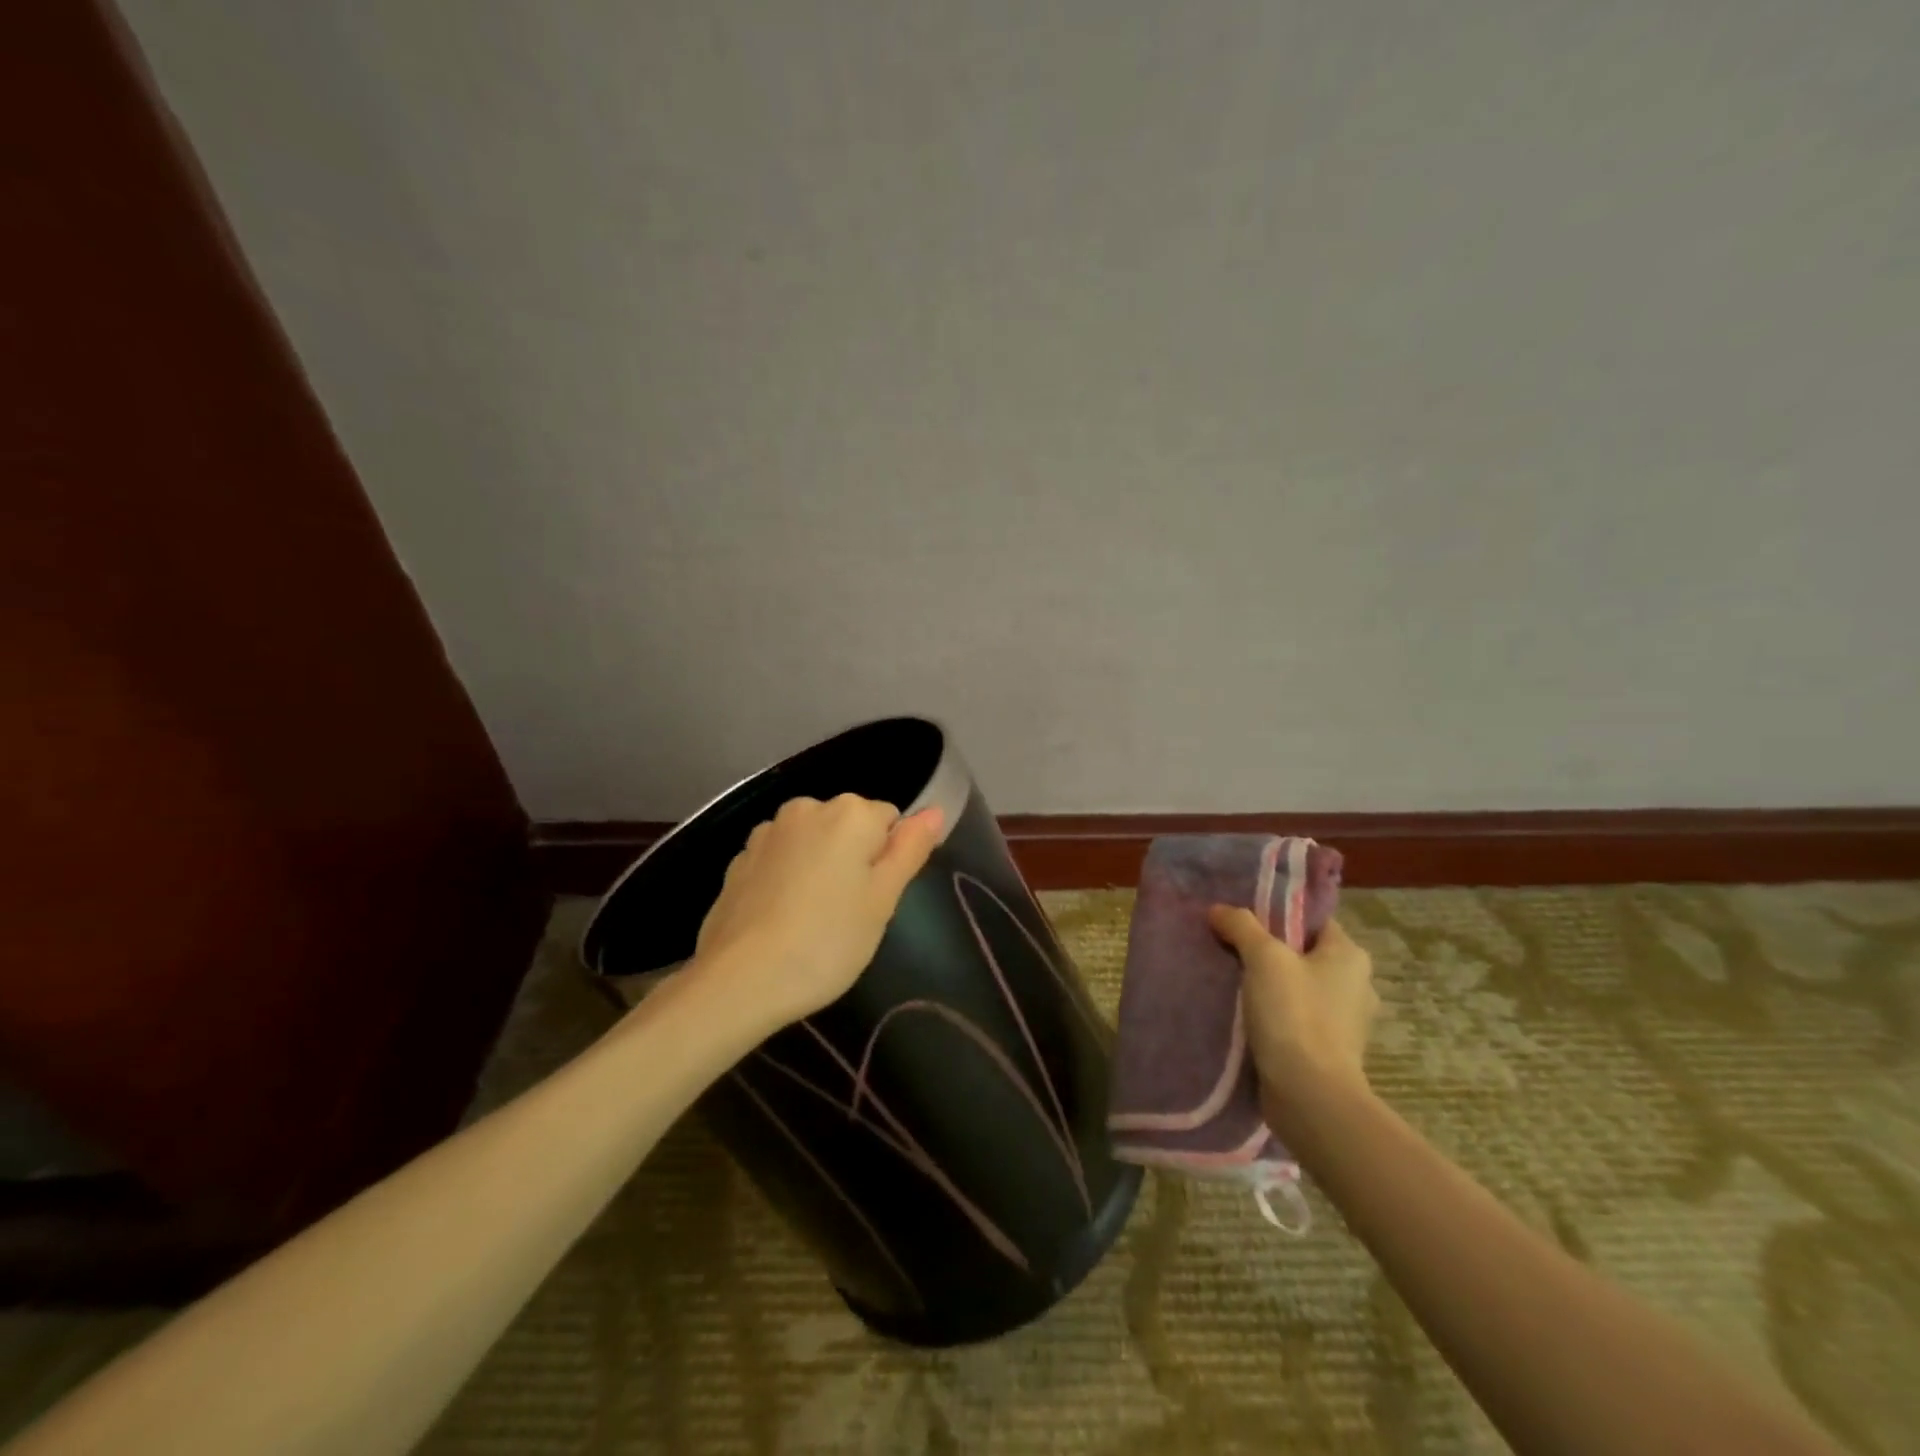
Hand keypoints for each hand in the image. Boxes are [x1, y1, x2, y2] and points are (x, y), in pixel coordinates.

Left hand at [691, 794, 944, 1030]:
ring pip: (813, 843)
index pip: (890, 821)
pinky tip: (781, 920)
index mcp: (850, 813)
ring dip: (820, 867)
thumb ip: (910, 849)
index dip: (888, 861)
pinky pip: (781, 860)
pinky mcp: (740, 859)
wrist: (738, 980)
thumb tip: (935, 811)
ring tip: (813, 920)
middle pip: (849, 827)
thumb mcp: (883, 900)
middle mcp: (807, 808)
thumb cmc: (827, 941)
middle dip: (854, 860)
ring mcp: (768, 832)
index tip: (875, 900)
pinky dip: (787, 879)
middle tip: (850, 913)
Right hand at [1208, 909, 1378, 1107]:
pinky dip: (1274, 1015)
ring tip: (1231, 982)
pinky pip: (1297, 1018)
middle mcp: (1357, 985)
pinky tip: (1245, 1016)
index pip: (1312, 921)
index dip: (1278, 916)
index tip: (1242, 920)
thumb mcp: (1263, 958)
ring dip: (1269, 985)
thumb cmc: (1294, 1015)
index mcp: (1351, 956)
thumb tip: (1219, 909)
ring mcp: (1346, 1022)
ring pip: (1298, 988)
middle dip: (1269, 952)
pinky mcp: (1330, 1051)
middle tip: (1229, 949)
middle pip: (1303, 954)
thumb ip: (1241, 926)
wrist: (1310, 1096)